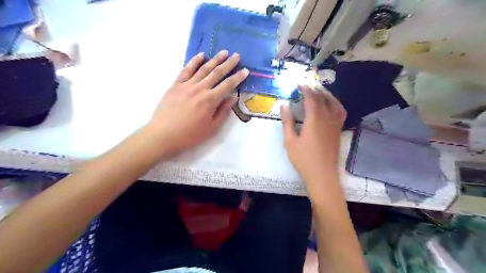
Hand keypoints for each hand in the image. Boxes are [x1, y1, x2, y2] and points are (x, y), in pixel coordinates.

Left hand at [144, 50, 247, 158]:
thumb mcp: (212, 128)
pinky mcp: (176, 84)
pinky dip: (194, 61)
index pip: (228, 85)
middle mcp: (200, 88)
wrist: (163, 135)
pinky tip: (201, 55)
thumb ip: (224, 111)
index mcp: (210, 100)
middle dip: (229, 64)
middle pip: (217, 73)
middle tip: (237, 56)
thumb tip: (234, 98)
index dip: (238, 77)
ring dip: (215, 59)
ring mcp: (187, 85)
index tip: (246, 70)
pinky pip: (186, 70)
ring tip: (224, 52)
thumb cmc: (190, 135)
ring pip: (203, 69)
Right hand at [281, 85, 344, 200]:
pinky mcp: (339, 130)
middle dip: (314, 89)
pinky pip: (340, 112)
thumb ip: (287, 122)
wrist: (322, 175)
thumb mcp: (290, 141)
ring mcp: (335, 124)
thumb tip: (284, 105)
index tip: (299, 82)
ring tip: (318, 90)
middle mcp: (327, 119)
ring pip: (334, 103)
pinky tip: (331, 104)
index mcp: (314, 120)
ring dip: (326, 94)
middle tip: (307, 84)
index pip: (311, 98)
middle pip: (323, 98)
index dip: (305, 88)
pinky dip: (335, 103)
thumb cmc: (303, 159)